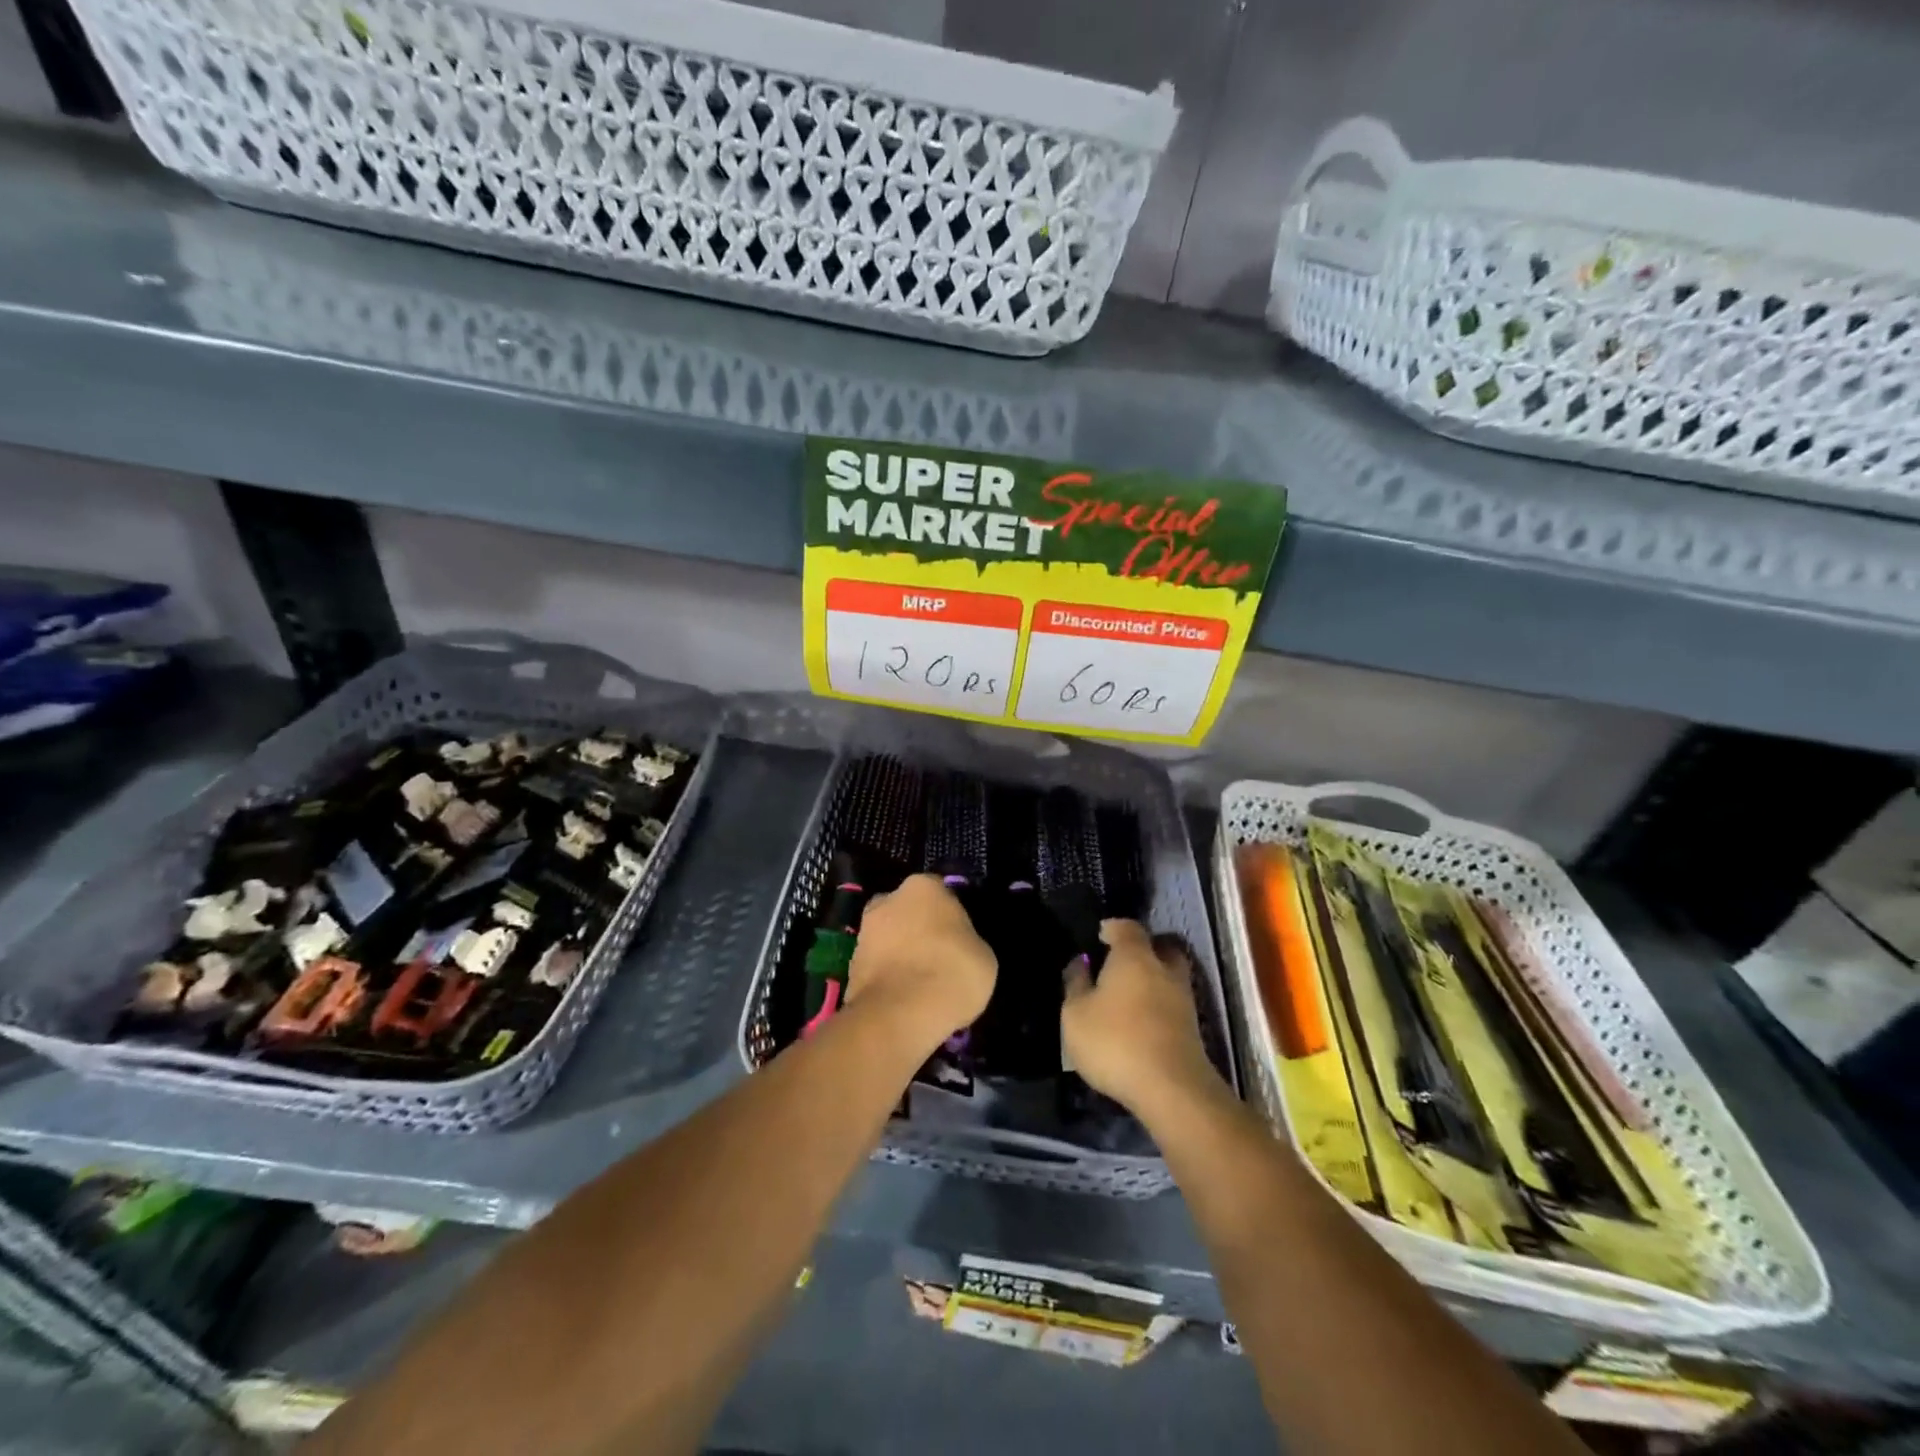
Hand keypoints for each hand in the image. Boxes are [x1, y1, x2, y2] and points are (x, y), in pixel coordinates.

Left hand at [846, 875, 995, 1048]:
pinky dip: (888, 977)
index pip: (940, 892)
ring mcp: (864, 932)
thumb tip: (957, 945)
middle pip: (908, 911)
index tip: (960, 939)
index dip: (951, 916)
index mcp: (923, 886)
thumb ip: (967, 940)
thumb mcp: (983, 956)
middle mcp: (887, 900)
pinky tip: (904, 999)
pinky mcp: (850, 965)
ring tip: (921, 985)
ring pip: (890, 938)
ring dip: (901, 953)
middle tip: (938, 958)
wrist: (899, 1015)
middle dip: (919, 929)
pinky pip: (878, 966)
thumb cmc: (951, 973)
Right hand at [1061, 920, 1219, 1115]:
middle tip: (1121, 962)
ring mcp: (1183, 999)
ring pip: (1170, 977)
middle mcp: (1164, 970)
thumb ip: (1076, 984)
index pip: (1127, 928)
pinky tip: (1142, 1021)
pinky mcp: (1192, 1029)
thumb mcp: (1076, 1014)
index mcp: (1134, 957)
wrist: (1171, 1089)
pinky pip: (1173, 1004)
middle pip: (1160, 948)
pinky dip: (1159, 1005)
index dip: (1113, 928)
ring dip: (1154, 980)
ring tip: (1130, 995)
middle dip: (1144, 950)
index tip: (1100, 935)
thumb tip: (1080, 962)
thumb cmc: (1115, 1041)